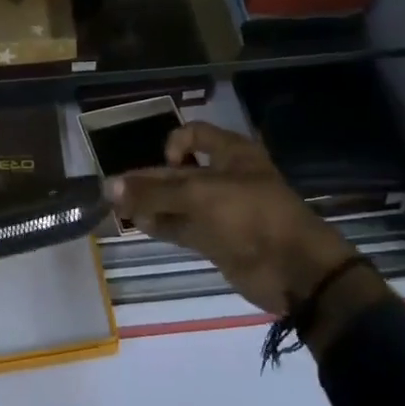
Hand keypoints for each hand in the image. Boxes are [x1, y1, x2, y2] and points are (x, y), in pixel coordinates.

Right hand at [108, 122, 375, 323]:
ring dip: (151, 203)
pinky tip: (140, 225)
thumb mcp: (200, 195)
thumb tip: (110, 186)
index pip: (193, 134)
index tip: (165, 163)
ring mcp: (221, 211)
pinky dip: (162, 225)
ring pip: (178, 201)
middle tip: (115, 189)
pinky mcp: (217, 240)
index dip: (173, 144)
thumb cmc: (250, 214)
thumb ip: (154, 191)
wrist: (295, 270)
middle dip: (150, 179)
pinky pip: (183, 227)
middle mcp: (224, 177)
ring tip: (120, 209)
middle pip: (180, 171)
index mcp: (231, 153)